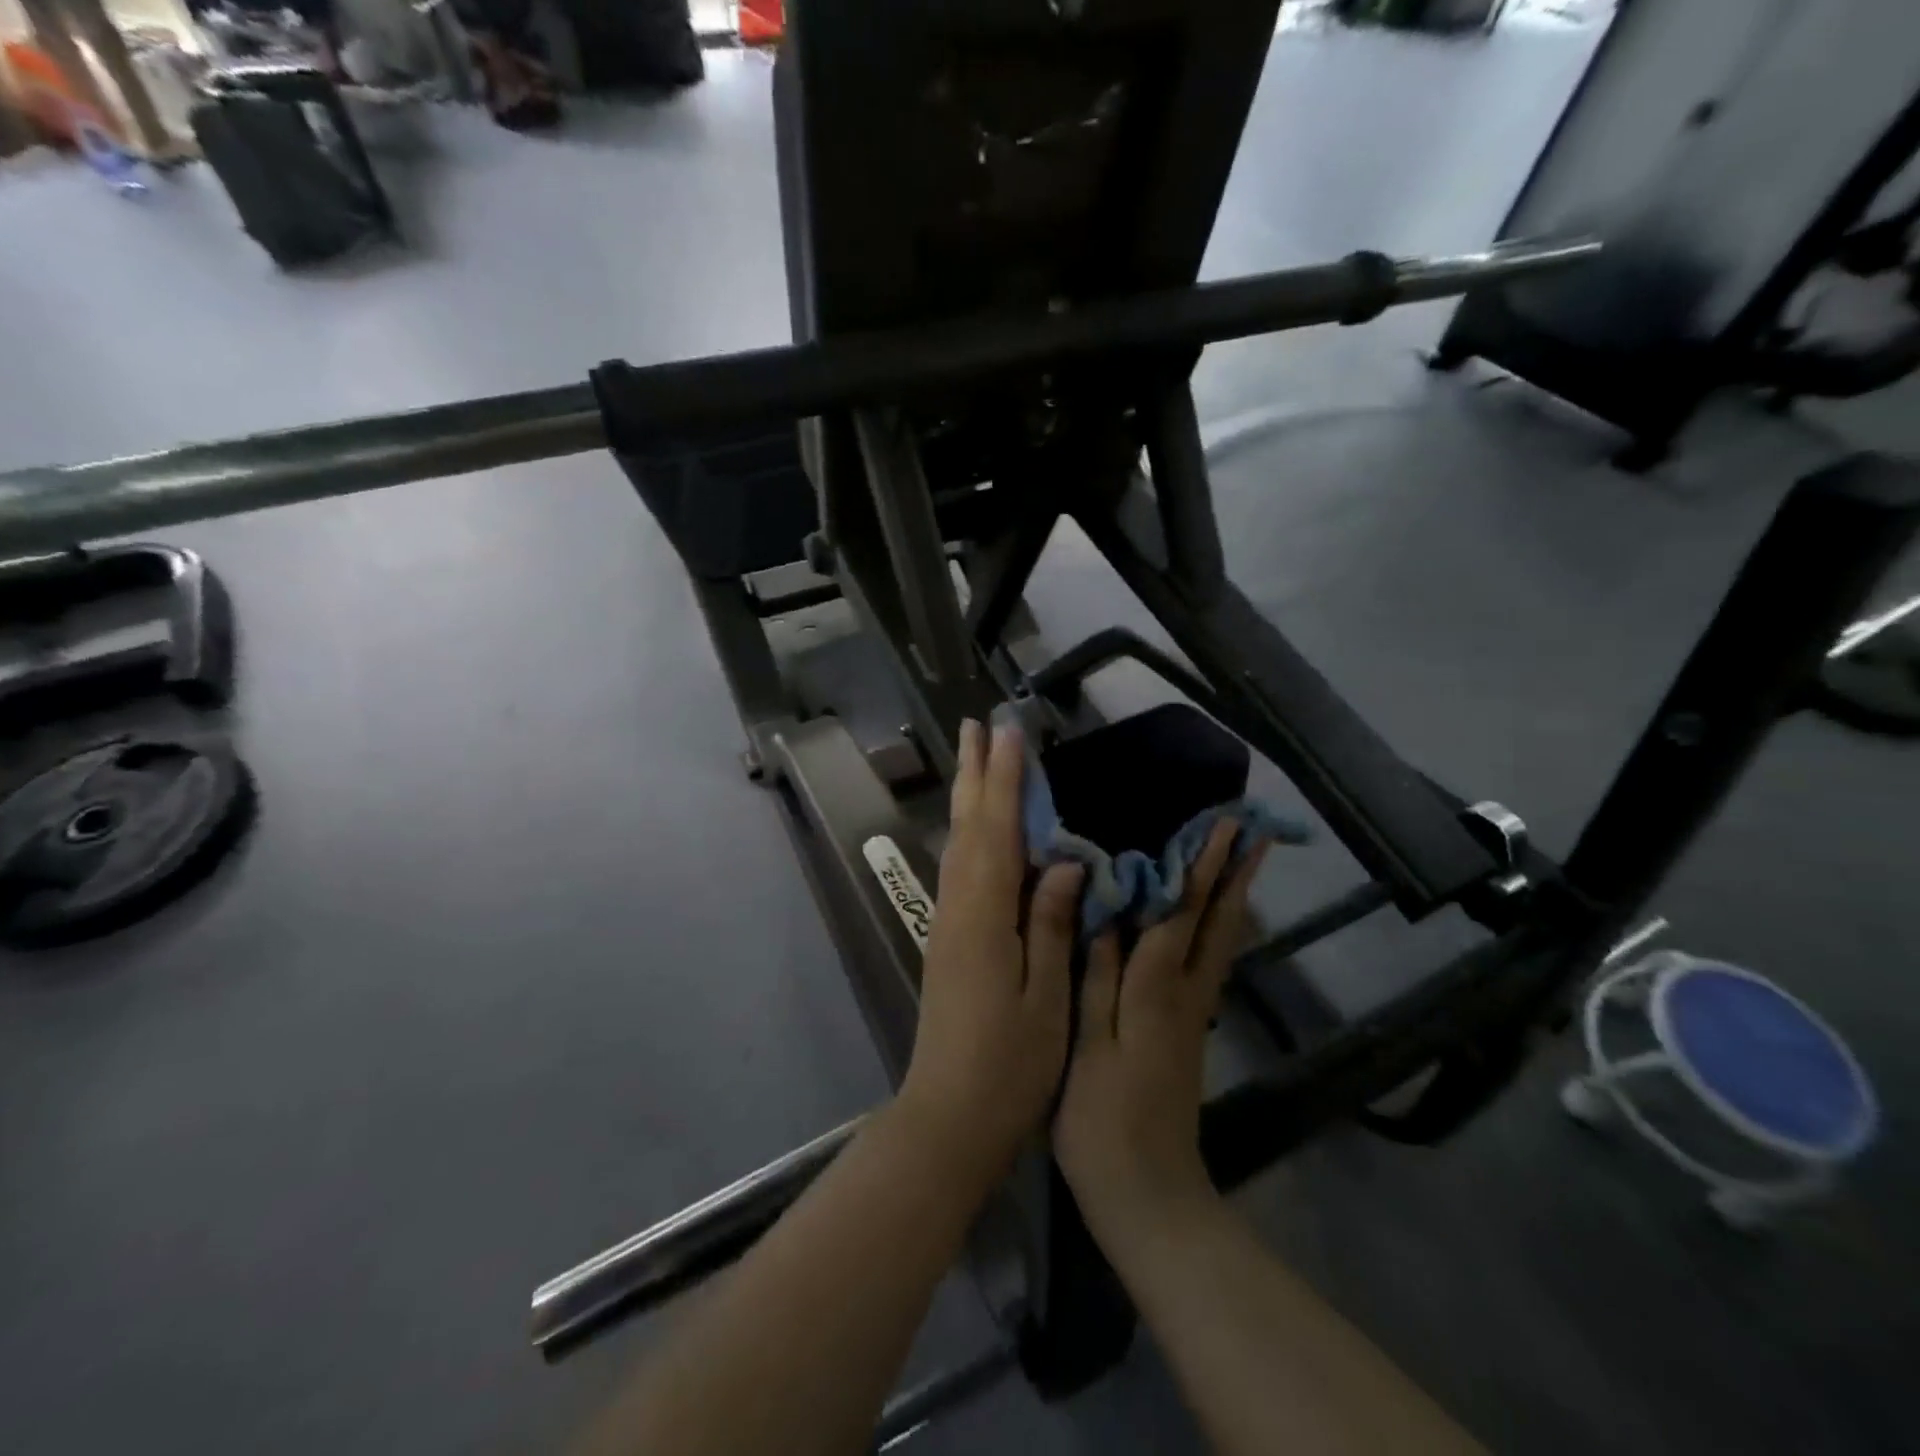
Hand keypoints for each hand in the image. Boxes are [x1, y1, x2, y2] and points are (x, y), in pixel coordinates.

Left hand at [898, 718, 1081, 1188]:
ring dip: (967, 797)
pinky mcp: (949, 940)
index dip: (1005, 780)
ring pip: (958, 844)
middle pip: (967, 827)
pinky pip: (961, 869)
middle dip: (974, 774)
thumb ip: (1050, 925)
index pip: (997, 831)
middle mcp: (959, 908)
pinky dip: (969, 834)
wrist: (950, 1116)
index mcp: (985, 917)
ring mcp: (949, 923)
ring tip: (973, 759)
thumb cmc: (1010, 1067)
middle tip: (975, 726)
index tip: (1009, 732)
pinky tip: (977, 829)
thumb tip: (1062, 861)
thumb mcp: (1046, 999)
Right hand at [1053, 821, 1267, 1241]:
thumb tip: (1106, 912)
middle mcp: (1184, 994)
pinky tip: (1208, 921)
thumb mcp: (1088, 1046)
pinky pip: (1207, 962)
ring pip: (1219, 942)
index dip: (1200, 867)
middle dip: (1232, 873)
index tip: (1222, 824)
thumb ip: (1097, 976)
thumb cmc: (1102, 1120)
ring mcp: (1191, 1014)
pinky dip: (1215, 929)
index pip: (1181, 914)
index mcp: (1157, 991)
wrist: (1148, 1196)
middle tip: (1251, 830)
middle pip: (1216, 923)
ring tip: (1242, 861)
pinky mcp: (1187, 1032)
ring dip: (1231, 896)